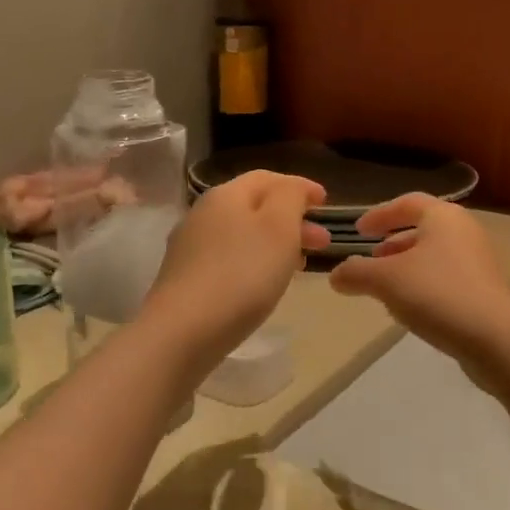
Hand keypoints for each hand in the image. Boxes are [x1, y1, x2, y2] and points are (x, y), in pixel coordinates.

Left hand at [141, 172, 329, 358]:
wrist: (183, 332)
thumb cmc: (242, 274)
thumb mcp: (279, 226)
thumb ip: (291, 197)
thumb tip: (292, 187)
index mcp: (225, 194)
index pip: (267, 178)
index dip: (299, 187)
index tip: (326, 203)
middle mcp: (202, 213)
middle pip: (253, 206)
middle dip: (291, 219)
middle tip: (322, 242)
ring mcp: (189, 247)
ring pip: (241, 234)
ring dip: (274, 242)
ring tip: (299, 264)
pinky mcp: (183, 279)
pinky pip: (228, 258)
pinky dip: (254, 261)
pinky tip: (264, 283)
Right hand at [329, 196, 509, 369]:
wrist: (496, 339)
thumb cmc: (437, 294)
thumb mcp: (385, 281)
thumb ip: (356, 273)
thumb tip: (336, 275)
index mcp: (443, 217)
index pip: (407, 203)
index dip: (379, 214)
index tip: (358, 230)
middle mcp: (465, 231)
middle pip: (424, 228)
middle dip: (394, 242)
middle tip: (371, 258)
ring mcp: (480, 261)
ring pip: (436, 254)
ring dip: (408, 265)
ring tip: (386, 286)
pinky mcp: (486, 290)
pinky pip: (448, 277)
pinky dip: (425, 283)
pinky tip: (411, 308)